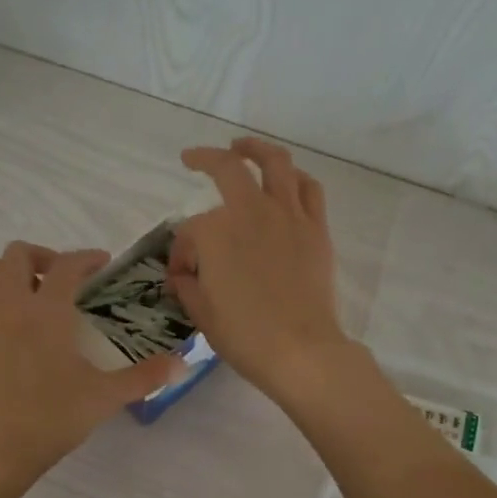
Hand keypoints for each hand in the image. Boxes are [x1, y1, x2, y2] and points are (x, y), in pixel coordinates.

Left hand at [0, 242, 182, 483]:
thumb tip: (184, 364)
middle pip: (19, 253)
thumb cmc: (49, 421)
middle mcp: (8, 303)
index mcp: (48, 311)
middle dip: (43, 258)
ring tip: (24, 297)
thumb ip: (145, 376)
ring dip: (8, 273)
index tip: (100, 263)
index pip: (68, 265)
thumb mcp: (104, 398)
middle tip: (59, 281)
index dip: (87, 257)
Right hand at [167, 138, 351, 400]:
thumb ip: (187, 286)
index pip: (190, 232)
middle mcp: (251, 212)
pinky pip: (309, 188)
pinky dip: (295, 177)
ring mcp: (288, 216)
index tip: (182, 276)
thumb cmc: (245, 337)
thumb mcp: (202, 315)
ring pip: (275, 162)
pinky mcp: (316, 228)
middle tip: (193, 158)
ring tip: (243, 146)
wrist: (301, 351)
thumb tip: (183, 275)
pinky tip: (287, 180)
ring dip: (256, 148)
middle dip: (205, 159)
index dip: (181, 252)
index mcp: (215, 233)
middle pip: (227, 169)